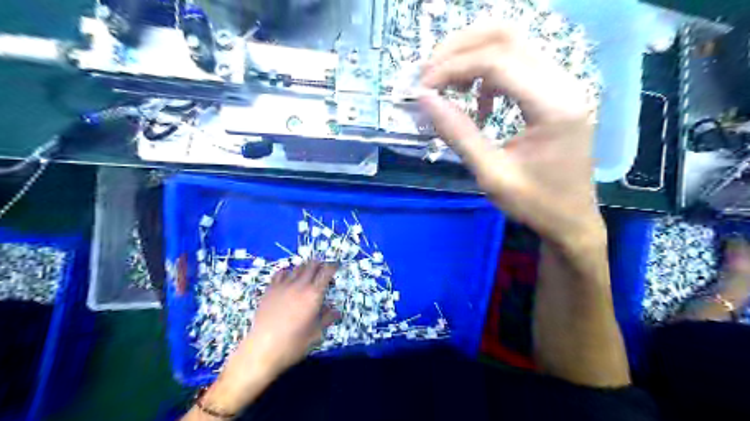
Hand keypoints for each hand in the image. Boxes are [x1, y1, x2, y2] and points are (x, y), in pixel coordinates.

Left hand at [190, 263, 338, 417]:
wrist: (262, 349)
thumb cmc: (293, 344)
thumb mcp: (315, 333)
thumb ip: (327, 319)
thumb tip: (337, 311)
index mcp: (314, 295)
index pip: (326, 273)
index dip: (333, 267)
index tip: (336, 266)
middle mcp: (300, 286)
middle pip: (311, 266)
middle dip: (320, 264)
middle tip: (323, 269)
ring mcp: (283, 286)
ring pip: (297, 267)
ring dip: (305, 267)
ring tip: (308, 272)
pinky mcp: (270, 290)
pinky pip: (280, 273)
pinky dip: (287, 271)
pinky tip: (288, 276)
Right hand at [419, 24, 605, 245]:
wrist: (571, 220)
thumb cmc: (535, 204)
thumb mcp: (491, 174)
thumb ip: (458, 134)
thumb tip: (425, 99)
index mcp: (553, 105)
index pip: (496, 62)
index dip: (452, 67)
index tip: (422, 88)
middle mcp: (563, 83)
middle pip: (507, 37)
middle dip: (459, 48)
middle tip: (429, 73)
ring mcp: (562, 84)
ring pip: (512, 44)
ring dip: (472, 56)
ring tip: (446, 85)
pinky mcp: (555, 92)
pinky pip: (517, 65)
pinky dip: (488, 74)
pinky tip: (479, 104)